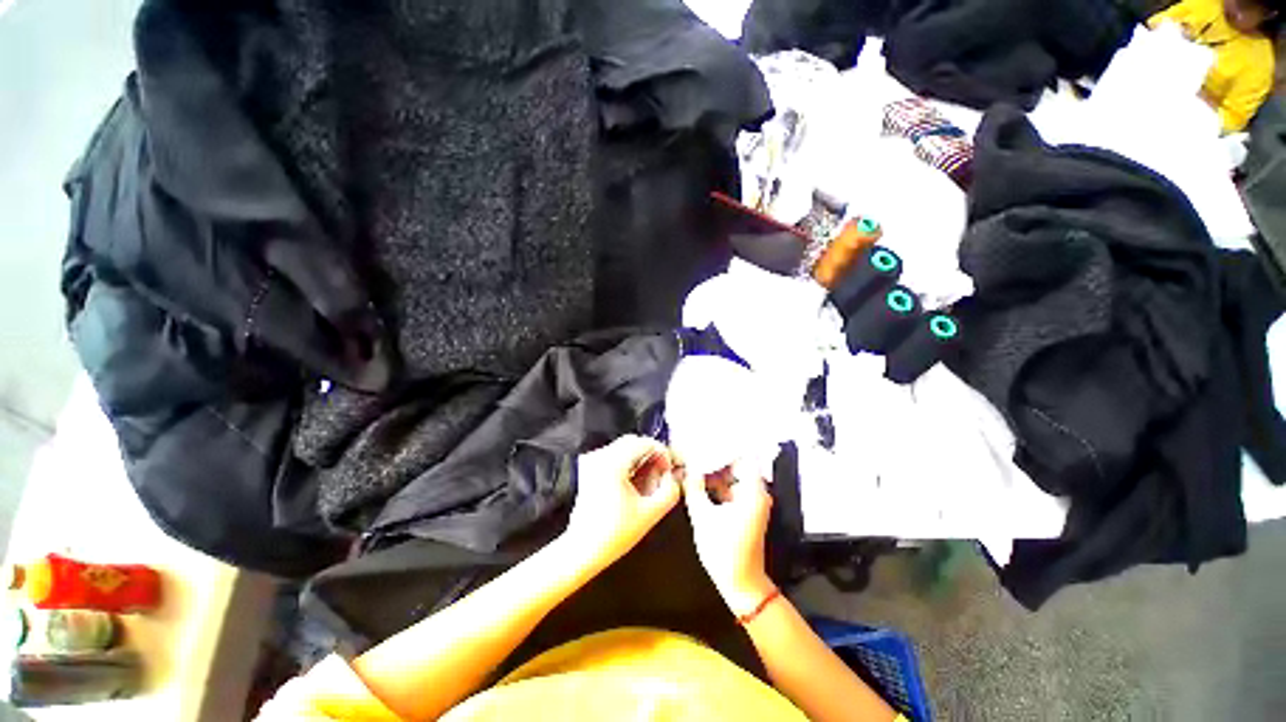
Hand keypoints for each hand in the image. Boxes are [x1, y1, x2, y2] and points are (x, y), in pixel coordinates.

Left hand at [563, 435, 680, 570]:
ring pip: (625, 449)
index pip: (646, 442)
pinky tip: (636, 483)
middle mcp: (601, 456)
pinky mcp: (590, 470)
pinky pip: (615, 457)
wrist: (581, 550)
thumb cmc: (614, 534)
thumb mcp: (650, 513)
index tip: (670, 470)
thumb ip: (669, 492)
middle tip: (663, 474)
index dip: (663, 453)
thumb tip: (675, 477)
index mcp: (614, 462)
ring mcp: (593, 462)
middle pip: (634, 442)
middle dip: (652, 455)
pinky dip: (629, 464)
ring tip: (651, 481)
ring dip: (641, 460)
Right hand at [682, 461, 775, 615]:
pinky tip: (701, 483)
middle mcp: (758, 493)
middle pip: (738, 465)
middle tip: (696, 452)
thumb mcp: (703, 517)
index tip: (707, 441)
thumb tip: (687, 470)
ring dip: (716, 472)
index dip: (725, 447)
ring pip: (734, 477)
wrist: (741, 585)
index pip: (744, 455)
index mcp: (753, 491)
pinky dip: (719, 485)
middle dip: (716, 459)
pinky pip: (733, 488)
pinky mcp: (747, 510)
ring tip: (695, 465)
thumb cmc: (725, 551)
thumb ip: (694, 489)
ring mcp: (753, 502)